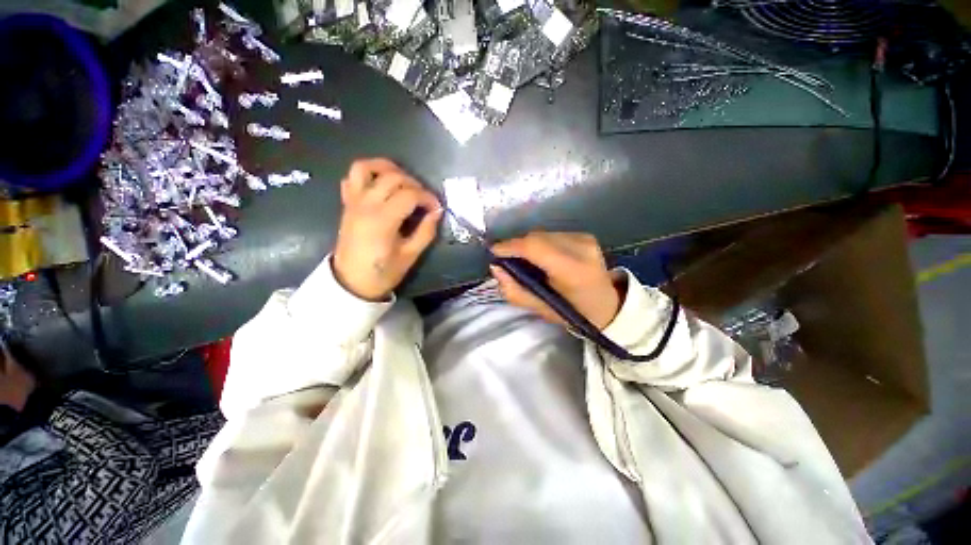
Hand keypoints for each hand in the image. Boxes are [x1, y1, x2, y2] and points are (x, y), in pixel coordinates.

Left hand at [333, 158, 442, 300]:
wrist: (351, 282)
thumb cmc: (383, 272)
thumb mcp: (411, 255)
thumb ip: (426, 232)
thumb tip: (436, 212)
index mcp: (383, 220)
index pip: (410, 195)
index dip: (428, 197)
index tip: (437, 208)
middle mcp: (366, 204)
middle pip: (393, 177)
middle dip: (415, 184)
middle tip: (425, 199)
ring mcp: (353, 201)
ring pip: (367, 167)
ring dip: (388, 167)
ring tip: (404, 179)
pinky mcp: (347, 203)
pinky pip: (352, 177)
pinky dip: (368, 173)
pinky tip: (382, 183)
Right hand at [490, 232, 625, 329]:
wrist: (607, 304)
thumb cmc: (573, 312)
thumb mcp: (540, 309)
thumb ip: (515, 290)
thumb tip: (495, 267)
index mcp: (573, 271)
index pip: (535, 247)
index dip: (510, 246)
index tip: (493, 251)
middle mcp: (581, 248)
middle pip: (537, 237)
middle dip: (517, 246)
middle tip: (507, 259)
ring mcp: (585, 239)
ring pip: (543, 234)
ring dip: (528, 245)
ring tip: (524, 260)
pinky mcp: (585, 235)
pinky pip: (552, 234)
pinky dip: (541, 243)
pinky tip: (542, 257)